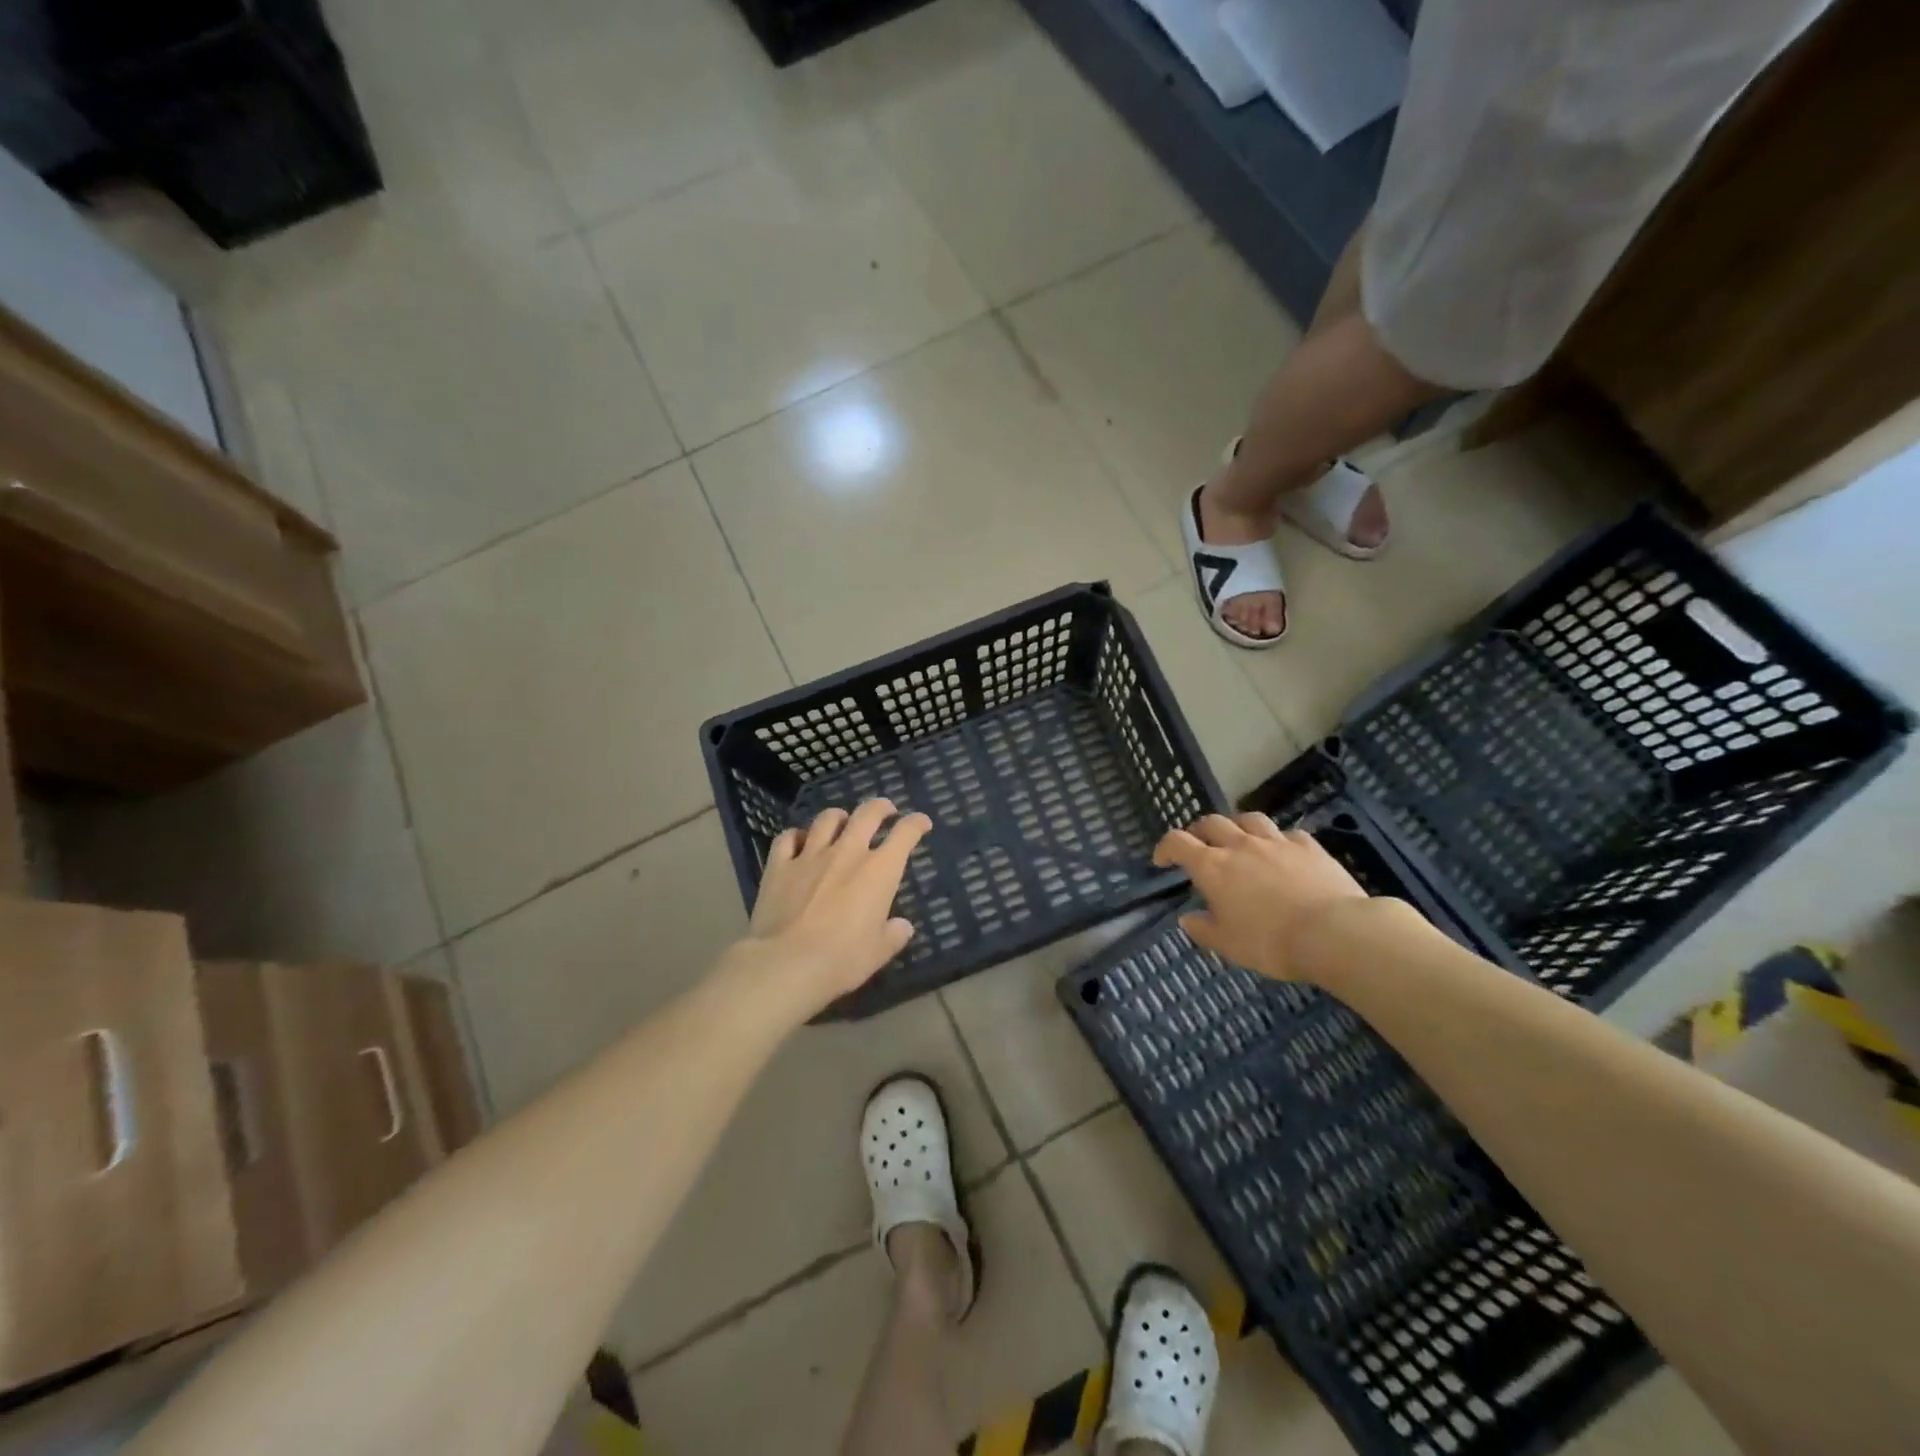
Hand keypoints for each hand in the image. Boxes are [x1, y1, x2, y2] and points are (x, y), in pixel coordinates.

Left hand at [740, 798, 932, 1015]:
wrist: (786, 964)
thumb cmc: (842, 959)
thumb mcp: (879, 952)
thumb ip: (894, 934)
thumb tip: (901, 926)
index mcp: (879, 871)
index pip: (905, 834)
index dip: (917, 824)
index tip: (922, 823)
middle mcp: (847, 852)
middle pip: (867, 814)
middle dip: (881, 807)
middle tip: (886, 811)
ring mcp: (810, 855)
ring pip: (827, 819)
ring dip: (839, 817)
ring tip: (842, 822)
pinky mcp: (779, 866)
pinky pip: (788, 838)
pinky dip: (797, 836)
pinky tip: (799, 842)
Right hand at [1153, 813, 1367, 981]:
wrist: (1333, 933)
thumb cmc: (1270, 942)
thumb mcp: (1228, 944)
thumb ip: (1203, 929)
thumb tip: (1187, 918)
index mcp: (1213, 867)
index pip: (1178, 842)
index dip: (1166, 847)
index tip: (1163, 860)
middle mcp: (1240, 845)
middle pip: (1212, 822)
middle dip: (1199, 831)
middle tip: (1199, 847)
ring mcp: (1276, 842)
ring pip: (1249, 819)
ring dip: (1237, 826)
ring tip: (1238, 840)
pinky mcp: (1308, 846)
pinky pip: (1286, 834)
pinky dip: (1277, 839)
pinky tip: (1282, 851)